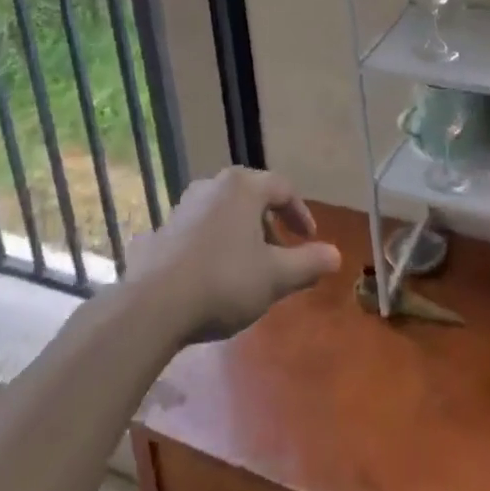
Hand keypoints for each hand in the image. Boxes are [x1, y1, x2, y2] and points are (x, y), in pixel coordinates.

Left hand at [124, 167, 341, 344]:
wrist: (153, 305)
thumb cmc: (224, 282)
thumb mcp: (275, 277)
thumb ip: (308, 263)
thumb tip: (336, 254)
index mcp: (243, 186)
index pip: (283, 188)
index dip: (301, 213)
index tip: (310, 240)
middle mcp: (213, 185)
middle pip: (253, 197)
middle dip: (271, 225)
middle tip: (282, 255)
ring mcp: (184, 205)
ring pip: (226, 212)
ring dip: (244, 234)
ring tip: (250, 268)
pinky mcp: (164, 229)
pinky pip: (202, 229)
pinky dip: (217, 244)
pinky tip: (216, 276)